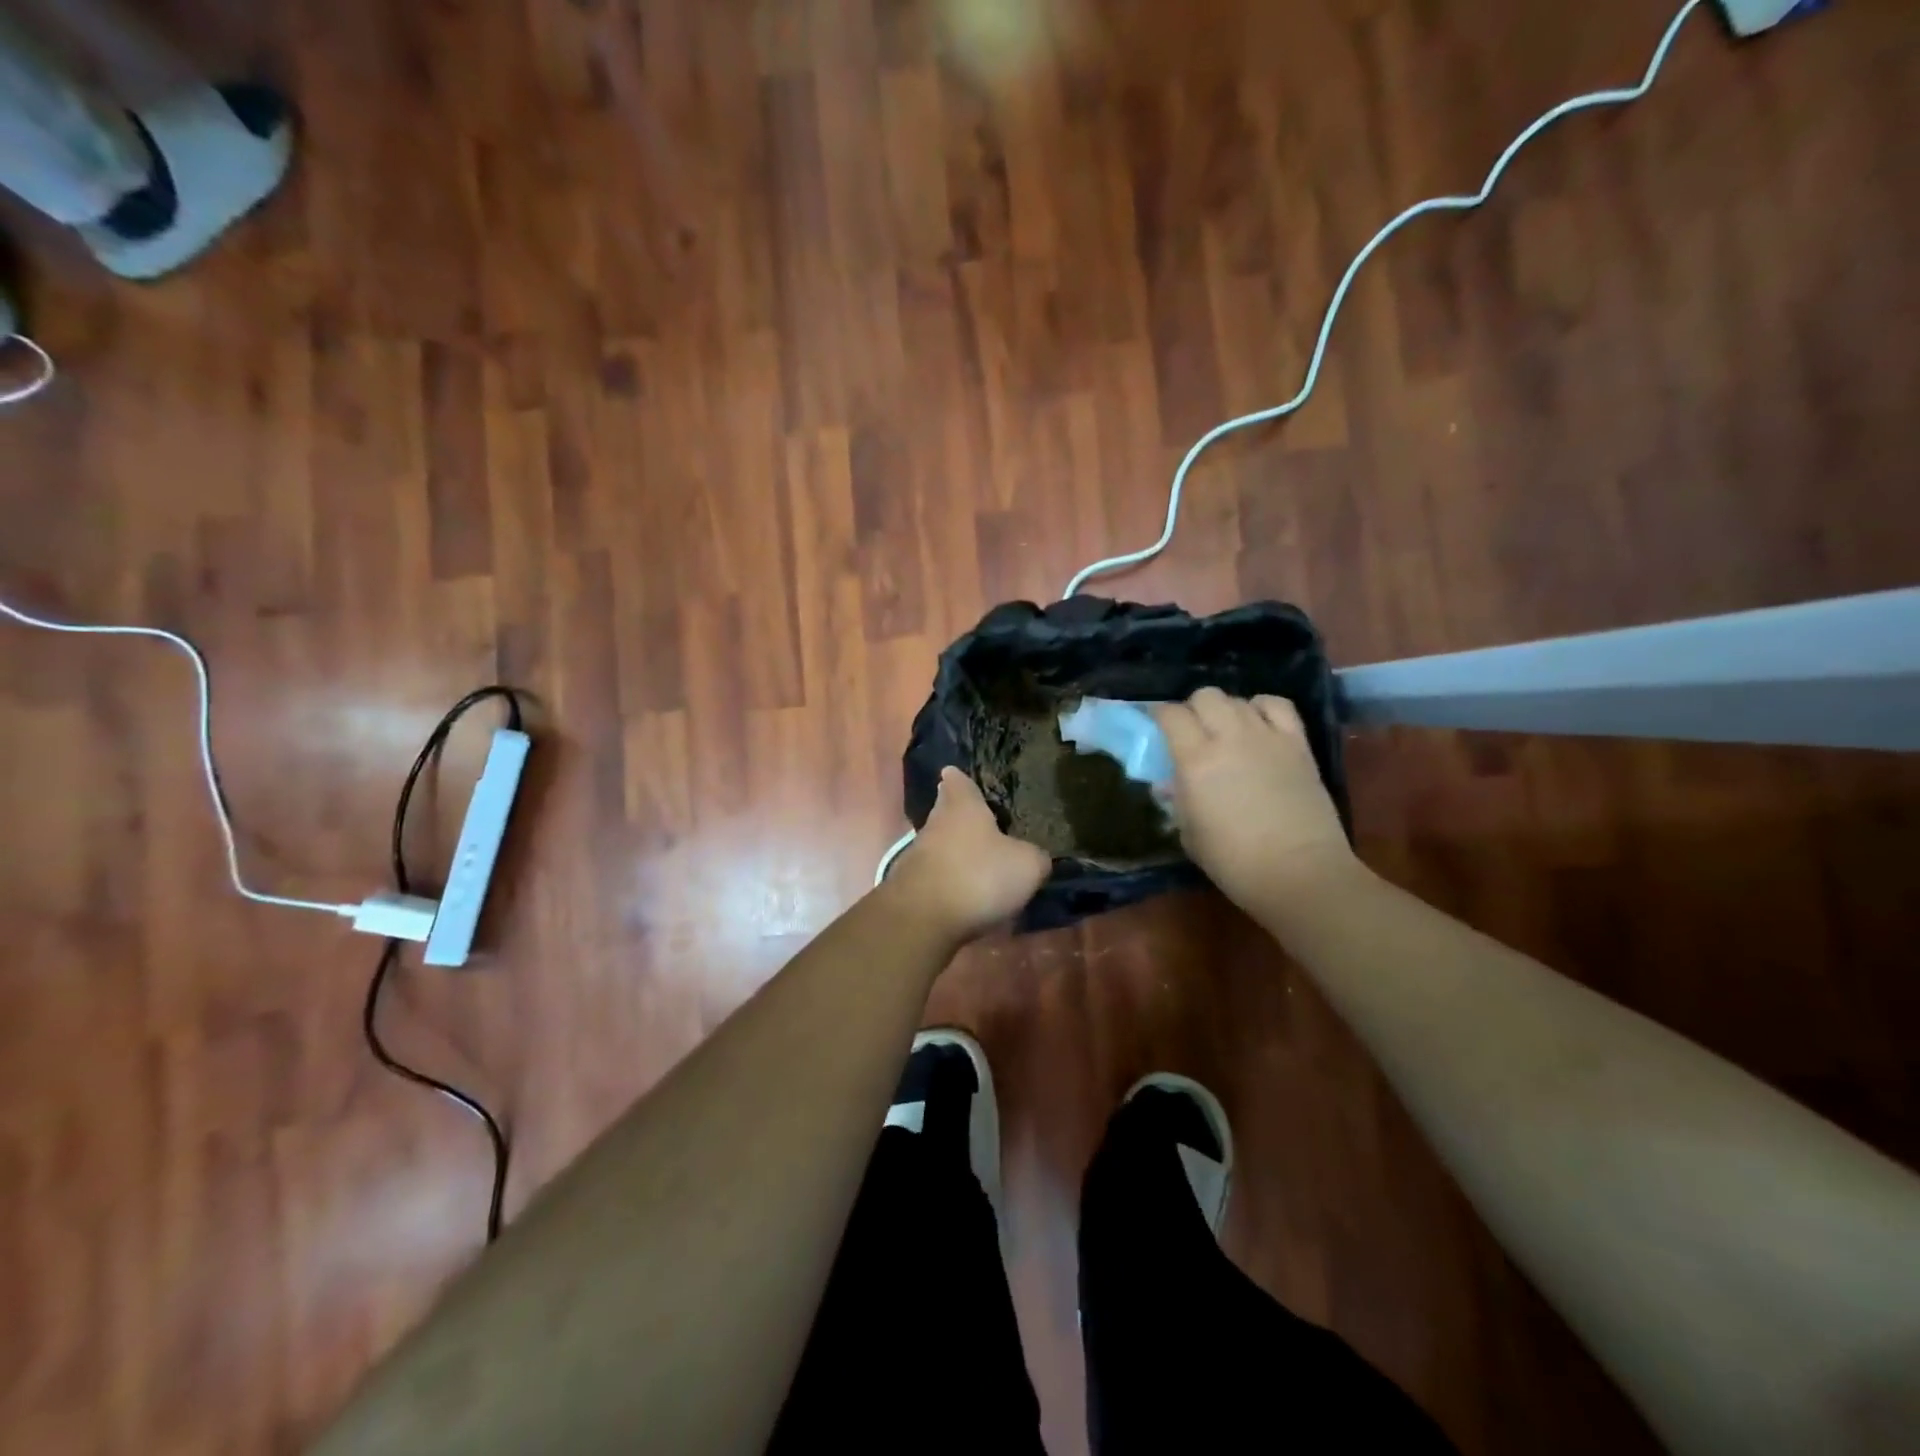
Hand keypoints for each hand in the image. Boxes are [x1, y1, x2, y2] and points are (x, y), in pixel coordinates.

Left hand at [885, 768, 1051, 942]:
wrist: (923, 919)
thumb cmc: (979, 876)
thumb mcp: (1027, 866)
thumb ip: (1035, 856)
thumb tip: (1036, 857)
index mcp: (962, 806)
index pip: (958, 780)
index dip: (962, 779)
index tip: (961, 776)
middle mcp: (934, 824)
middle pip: (946, 813)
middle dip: (961, 818)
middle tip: (985, 826)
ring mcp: (916, 855)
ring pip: (939, 846)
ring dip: (956, 853)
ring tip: (981, 865)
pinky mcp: (908, 886)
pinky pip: (935, 877)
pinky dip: (949, 882)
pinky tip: (966, 896)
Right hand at [1155, 689, 1357, 915]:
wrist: (1299, 872)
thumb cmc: (1233, 861)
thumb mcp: (1189, 833)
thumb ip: (1178, 800)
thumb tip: (1171, 784)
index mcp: (1194, 760)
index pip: (1170, 714)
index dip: (1160, 716)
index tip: (1157, 728)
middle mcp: (1228, 737)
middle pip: (1205, 696)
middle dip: (1193, 709)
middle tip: (1192, 731)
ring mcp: (1266, 736)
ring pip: (1238, 699)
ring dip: (1225, 710)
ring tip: (1226, 731)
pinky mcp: (1297, 744)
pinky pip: (1278, 706)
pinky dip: (1262, 707)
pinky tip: (1258, 723)